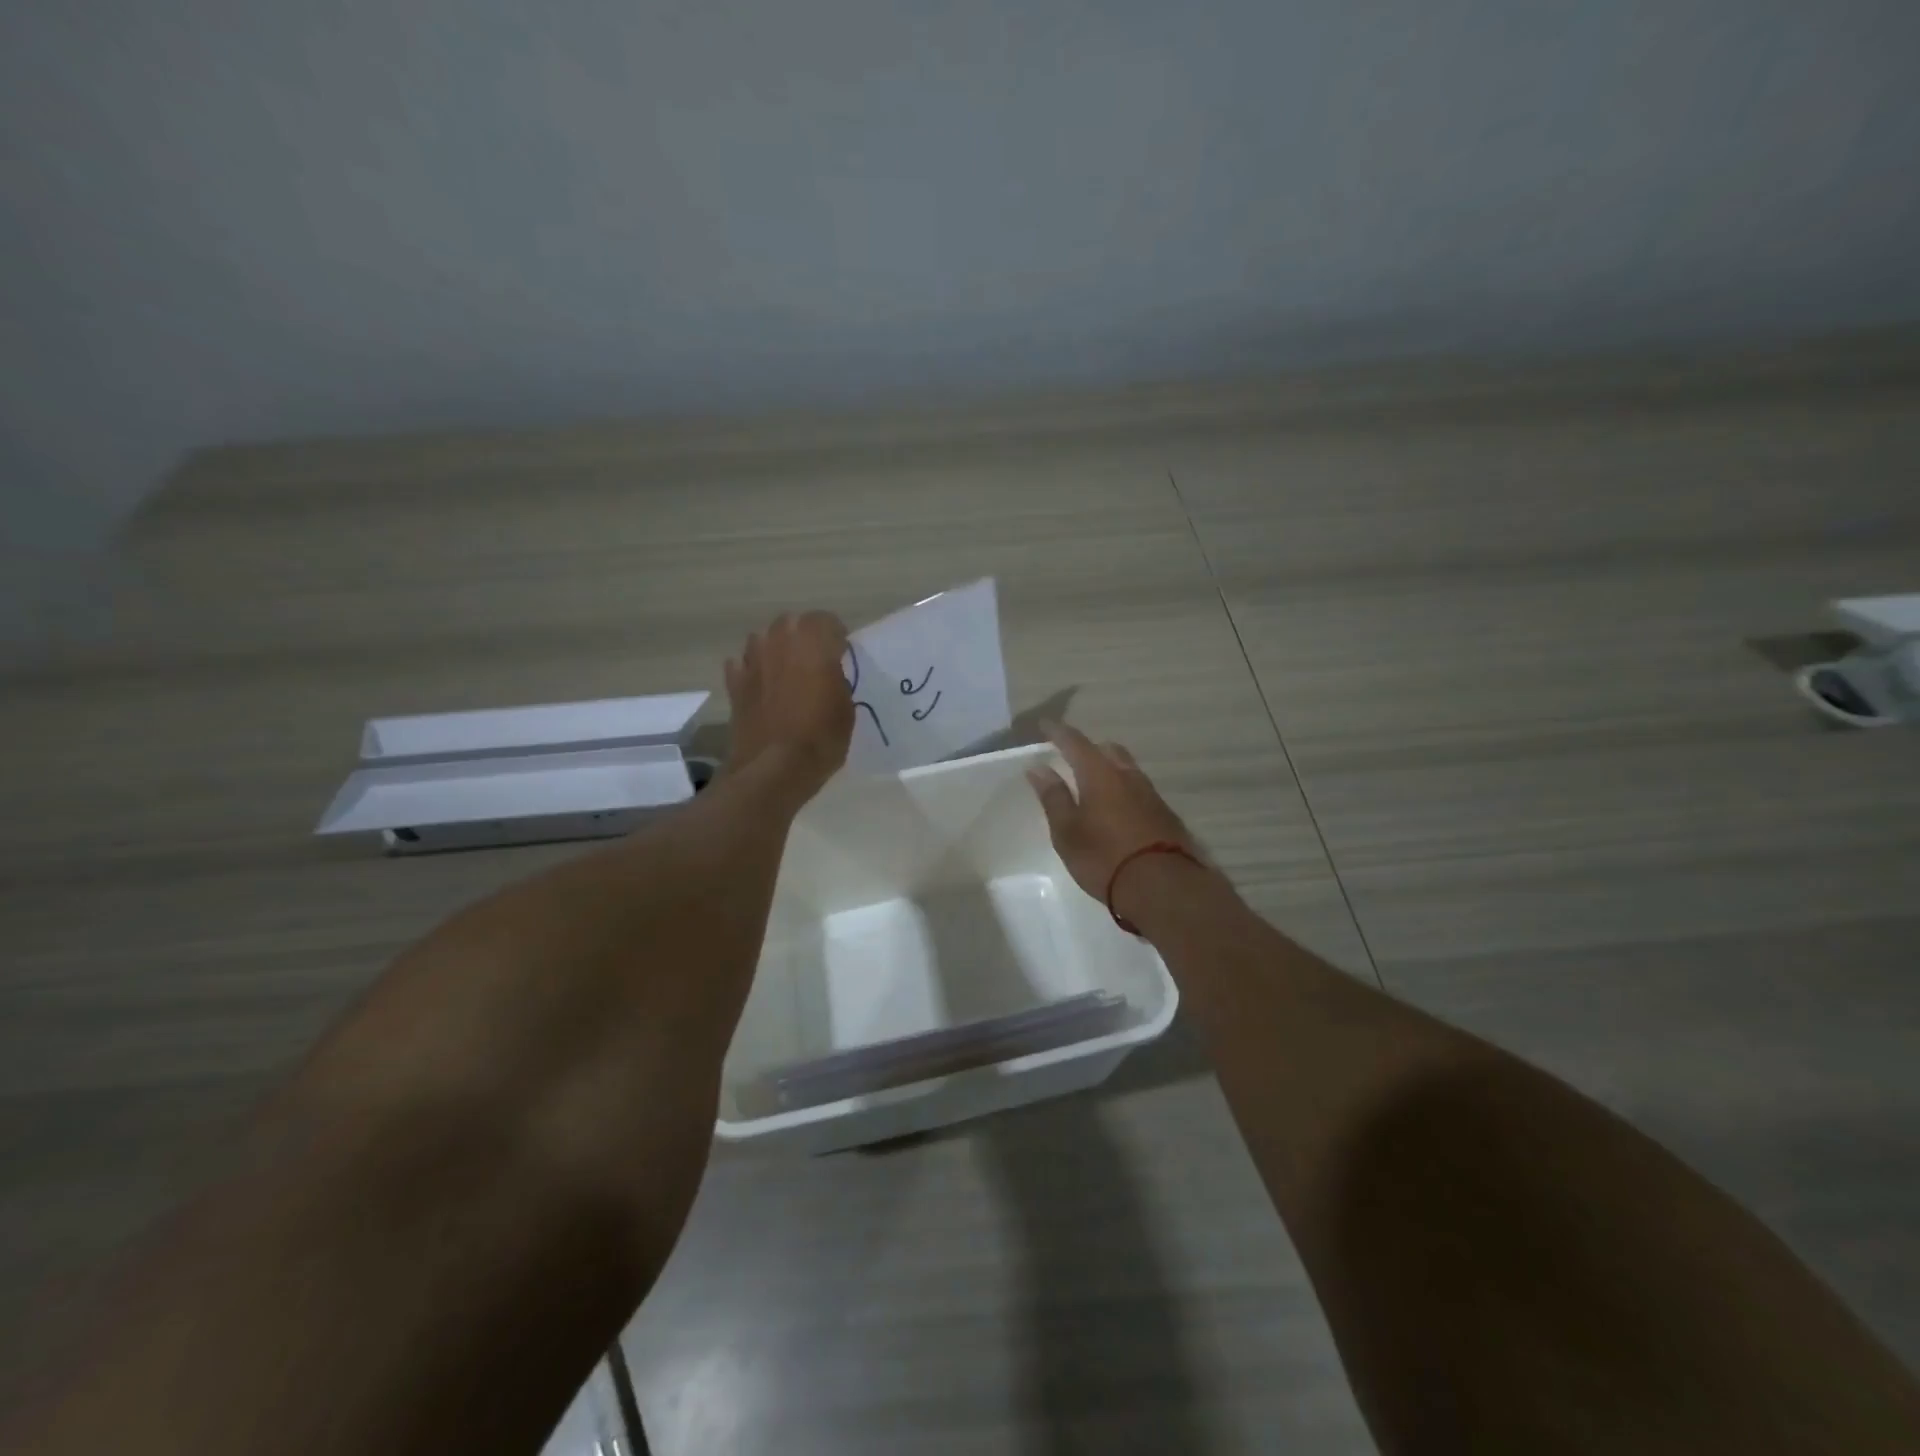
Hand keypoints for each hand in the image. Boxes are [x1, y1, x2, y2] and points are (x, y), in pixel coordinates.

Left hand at [724, 611, 854, 806]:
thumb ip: (837, 679)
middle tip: (815, 661)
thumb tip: (829, 673)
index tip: (842, 656)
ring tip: (786, 672)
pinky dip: (752, 671)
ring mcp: (752, 661)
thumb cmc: (820, 737)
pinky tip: (761, 688)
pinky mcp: (734, 684)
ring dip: (775, 649)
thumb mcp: (846, 708)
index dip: (837, 638)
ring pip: (763, 639)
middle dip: (804, 637)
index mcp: (813, 642)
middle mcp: (779, 641)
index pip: (827, 621)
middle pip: (791, 623)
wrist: (773, 768)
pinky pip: (742, 665)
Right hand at [1025, 721, 1206, 914]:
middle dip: (1089, 748)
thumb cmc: (1105, 857)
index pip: (1076, 742)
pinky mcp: (1165, 815)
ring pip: (1127, 769)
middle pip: (1108, 750)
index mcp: (1100, 774)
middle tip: (1071, 756)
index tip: (1045, 724)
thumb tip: (1039, 768)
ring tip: (1093, 784)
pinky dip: (1123, 790)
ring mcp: (1151, 795)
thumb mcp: (1068, 831)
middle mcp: (1128, 776)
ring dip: (1109, 768)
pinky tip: (1117, 809)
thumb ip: (1054, 797)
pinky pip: (1139, 790)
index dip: (1058, 732)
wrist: (1164, 887)